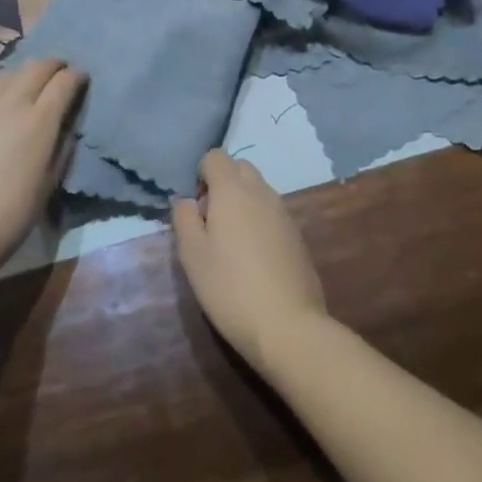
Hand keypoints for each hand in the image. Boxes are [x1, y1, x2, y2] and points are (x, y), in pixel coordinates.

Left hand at [0, 58, 85, 277]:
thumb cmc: (9, 216)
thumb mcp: (49, 183)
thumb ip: (61, 146)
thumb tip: (64, 126)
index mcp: (38, 120)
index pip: (65, 81)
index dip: (77, 76)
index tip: (81, 81)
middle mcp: (8, 103)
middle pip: (36, 67)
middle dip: (53, 66)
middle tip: (58, 75)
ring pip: (6, 76)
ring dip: (22, 79)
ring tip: (24, 93)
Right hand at [172, 150, 327, 371]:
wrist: (287, 325)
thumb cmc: (230, 287)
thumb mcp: (192, 255)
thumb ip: (184, 218)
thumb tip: (187, 199)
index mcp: (233, 190)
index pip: (216, 156)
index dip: (201, 173)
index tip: (196, 207)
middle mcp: (261, 191)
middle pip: (240, 167)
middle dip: (222, 183)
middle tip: (210, 222)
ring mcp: (283, 212)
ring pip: (258, 189)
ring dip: (241, 202)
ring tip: (230, 243)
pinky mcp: (297, 234)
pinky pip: (271, 211)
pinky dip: (258, 220)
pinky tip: (253, 257)